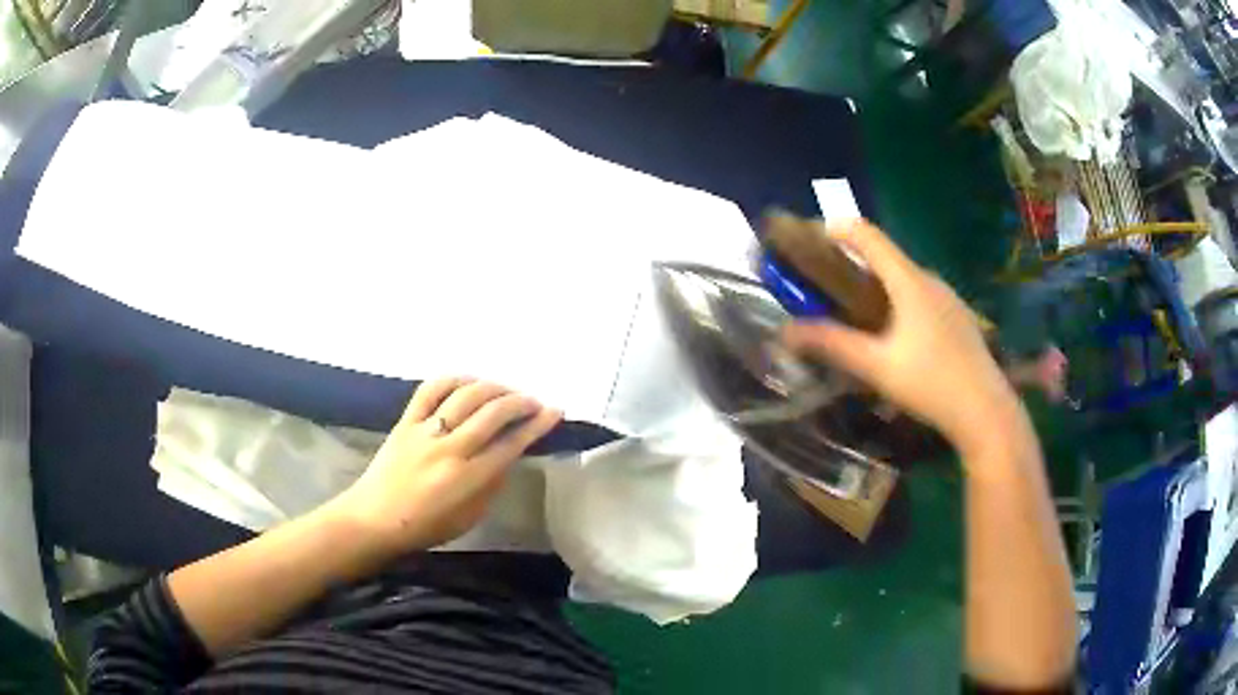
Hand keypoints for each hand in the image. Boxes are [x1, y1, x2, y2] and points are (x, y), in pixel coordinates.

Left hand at [330, 378, 560, 551]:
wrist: (375, 520)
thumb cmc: (427, 527)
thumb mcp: (471, 517)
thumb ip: (492, 484)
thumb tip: (509, 454)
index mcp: (469, 479)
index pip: (511, 444)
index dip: (537, 425)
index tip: (554, 412)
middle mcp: (450, 450)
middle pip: (493, 414)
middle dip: (521, 402)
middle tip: (534, 402)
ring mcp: (425, 432)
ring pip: (465, 396)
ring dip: (493, 388)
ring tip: (506, 391)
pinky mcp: (405, 422)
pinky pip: (430, 390)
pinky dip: (453, 380)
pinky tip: (468, 382)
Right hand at [782, 219, 1025, 461]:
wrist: (986, 411)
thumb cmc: (931, 384)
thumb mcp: (877, 367)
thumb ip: (833, 345)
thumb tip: (786, 331)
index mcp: (908, 281)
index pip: (867, 235)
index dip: (836, 229)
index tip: (809, 239)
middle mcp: (929, 279)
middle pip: (885, 256)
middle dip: (852, 261)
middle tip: (826, 285)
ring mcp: (948, 297)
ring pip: (904, 278)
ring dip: (877, 283)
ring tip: (856, 311)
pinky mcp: (957, 317)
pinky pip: (921, 296)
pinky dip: (898, 300)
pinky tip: (896, 335)